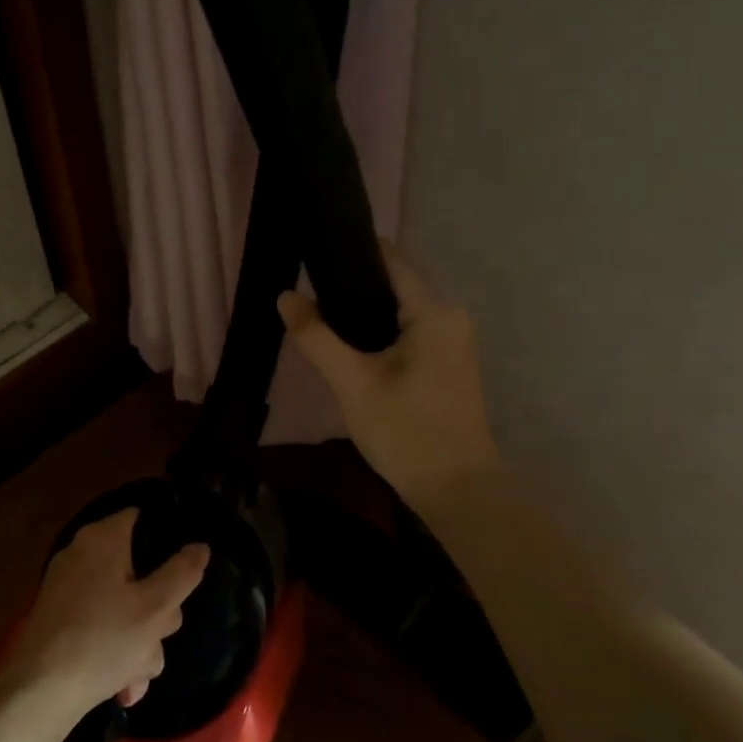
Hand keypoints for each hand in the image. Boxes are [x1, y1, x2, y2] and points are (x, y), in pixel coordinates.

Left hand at [0, 509, 208, 714]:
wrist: (39, 693)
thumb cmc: (103, 640)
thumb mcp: (156, 608)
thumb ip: (182, 573)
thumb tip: (200, 546)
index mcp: (102, 539)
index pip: (141, 518)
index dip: (167, 539)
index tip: (184, 571)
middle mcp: (81, 554)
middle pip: (138, 571)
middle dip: (156, 612)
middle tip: (159, 636)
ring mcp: (67, 588)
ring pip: (122, 607)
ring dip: (139, 643)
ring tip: (136, 676)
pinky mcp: (59, 619)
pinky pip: (101, 626)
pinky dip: (114, 652)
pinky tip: (122, 686)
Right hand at [279, 242, 500, 508]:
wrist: (457, 489)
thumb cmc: (406, 431)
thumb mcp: (352, 383)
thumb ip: (316, 337)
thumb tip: (285, 296)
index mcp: (433, 310)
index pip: (389, 259)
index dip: (350, 252)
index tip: (311, 254)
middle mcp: (450, 315)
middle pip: (395, 281)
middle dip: (352, 283)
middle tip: (307, 294)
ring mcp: (453, 339)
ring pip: (401, 307)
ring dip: (364, 309)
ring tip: (321, 316)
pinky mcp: (448, 361)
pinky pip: (410, 328)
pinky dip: (380, 329)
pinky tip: (351, 345)